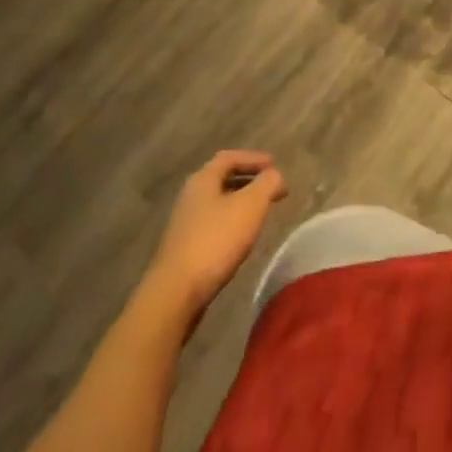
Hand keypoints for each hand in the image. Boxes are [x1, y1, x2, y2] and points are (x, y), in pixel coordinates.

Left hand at [143, 151, 287, 319]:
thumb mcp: (251, 205)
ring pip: (218, 203)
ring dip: (240, 203)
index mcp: (203, 179)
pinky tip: (241, 238)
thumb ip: (268, 183)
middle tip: (271, 189)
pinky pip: (213, 224)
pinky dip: (231, 222)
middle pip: (222, 179)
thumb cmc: (216, 240)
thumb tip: (275, 175)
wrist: (176, 293)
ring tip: (261, 213)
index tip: (275, 166)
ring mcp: (184, 224)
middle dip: (249, 180)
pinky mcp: (184, 249)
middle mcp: (190, 196)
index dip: (254, 158)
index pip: (229, 157)